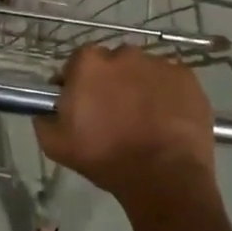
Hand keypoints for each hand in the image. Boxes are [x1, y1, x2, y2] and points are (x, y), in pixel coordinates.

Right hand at [33, 45, 218, 212]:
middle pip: (112, 64)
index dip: (78, 84)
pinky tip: (166, 121)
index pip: (77, 64)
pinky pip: (171, 82)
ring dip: (139, 88)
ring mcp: (160, 64)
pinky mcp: (188, 78)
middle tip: (113, 114)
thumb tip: (47, 109)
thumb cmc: (105, 157)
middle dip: (111, 83)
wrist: (163, 176)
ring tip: (144, 120)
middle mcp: (124, 53)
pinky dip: (167, 95)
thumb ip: (43, 118)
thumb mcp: (55, 144)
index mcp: (89, 62)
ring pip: (143, 71)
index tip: (81, 106)